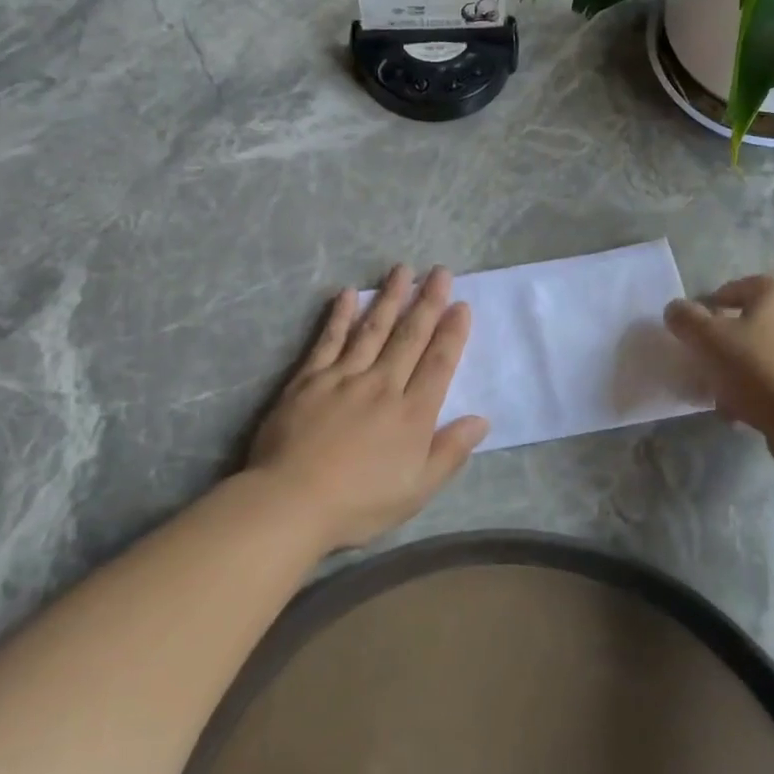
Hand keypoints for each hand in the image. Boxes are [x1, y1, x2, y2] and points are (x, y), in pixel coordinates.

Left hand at [247, 265, 488, 550]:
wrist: (292, 501)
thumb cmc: (359, 503)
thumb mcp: (417, 490)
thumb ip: (449, 452)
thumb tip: (481, 419)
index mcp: (412, 413)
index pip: (438, 363)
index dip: (452, 333)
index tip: (461, 305)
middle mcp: (382, 385)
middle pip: (409, 337)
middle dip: (427, 302)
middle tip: (440, 272)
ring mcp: (344, 377)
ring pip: (373, 329)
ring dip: (389, 298)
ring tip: (402, 270)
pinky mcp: (309, 379)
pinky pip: (328, 340)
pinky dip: (340, 316)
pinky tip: (347, 294)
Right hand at [663, 275, 773, 457]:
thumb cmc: (763, 371)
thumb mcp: (711, 341)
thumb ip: (686, 320)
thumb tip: (675, 309)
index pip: (732, 288)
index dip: (707, 308)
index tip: (692, 335)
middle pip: (748, 325)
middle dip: (723, 348)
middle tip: (705, 369)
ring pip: (764, 357)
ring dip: (740, 376)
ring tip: (723, 401)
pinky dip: (763, 395)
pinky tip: (749, 417)